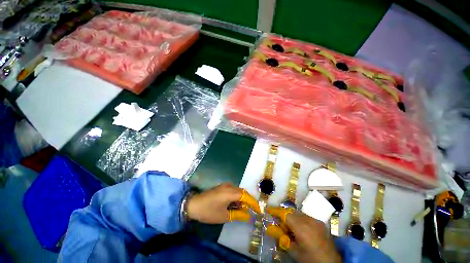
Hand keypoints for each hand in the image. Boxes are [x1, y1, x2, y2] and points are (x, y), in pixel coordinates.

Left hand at [187, 183, 259, 223]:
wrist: (193, 204)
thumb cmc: (209, 211)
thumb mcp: (224, 216)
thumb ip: (237, 214)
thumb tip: (248, 215)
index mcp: (230, 192)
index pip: (246, 196)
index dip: (253, 202)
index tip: (258, 210)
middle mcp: (229, 186)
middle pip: (242, 192)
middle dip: (248, 201)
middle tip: (251, 210)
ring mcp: (224, 185)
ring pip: (238, 191)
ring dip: (241, 199)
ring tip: (241, 209)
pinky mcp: (221, 187)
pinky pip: (232, 190)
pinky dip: (236, 197)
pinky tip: (234, 204)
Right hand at [266, 207, 340, 262]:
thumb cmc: (311, 260)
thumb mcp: (294, 251)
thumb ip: (282, 238)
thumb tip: (269, 228)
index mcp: (302, 227)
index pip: (285, 214)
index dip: (276, 211)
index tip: (268, 210)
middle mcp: (309, 220)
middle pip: (291, 212)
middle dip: (283, 215)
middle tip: (279, 225)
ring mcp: (315, 220)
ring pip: (298, 213)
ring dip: (291, 217)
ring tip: (290, 229)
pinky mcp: (320, 222)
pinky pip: (305, 216)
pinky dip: (299, 219)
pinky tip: (300, 229)